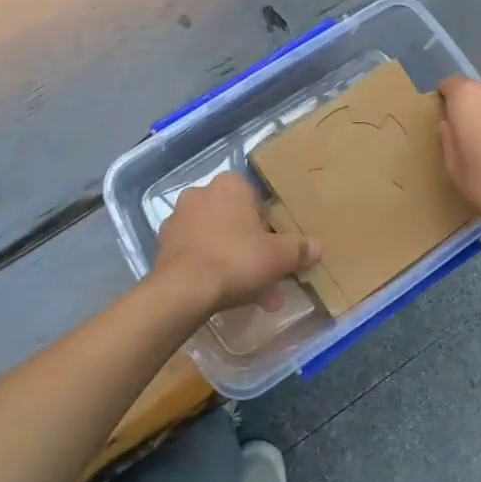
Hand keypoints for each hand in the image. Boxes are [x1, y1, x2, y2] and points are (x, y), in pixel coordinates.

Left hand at [153, 172, 320, 314]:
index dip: (270, 229)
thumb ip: (299, 249)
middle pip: (237, 222)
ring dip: (234, 262)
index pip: (257, 201)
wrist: (184, 289)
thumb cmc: (237, 260)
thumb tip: (316, 247)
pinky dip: (211, 268)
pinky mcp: (164, 244)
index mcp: (230, 185)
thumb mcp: (279, 256)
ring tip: (250, 296)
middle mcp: (201, 193)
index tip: (276, 252)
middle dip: (253, 251)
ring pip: (217, 239)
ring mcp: (179, 218)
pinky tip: (223, 294)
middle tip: (267, 279)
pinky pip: (197, 253)